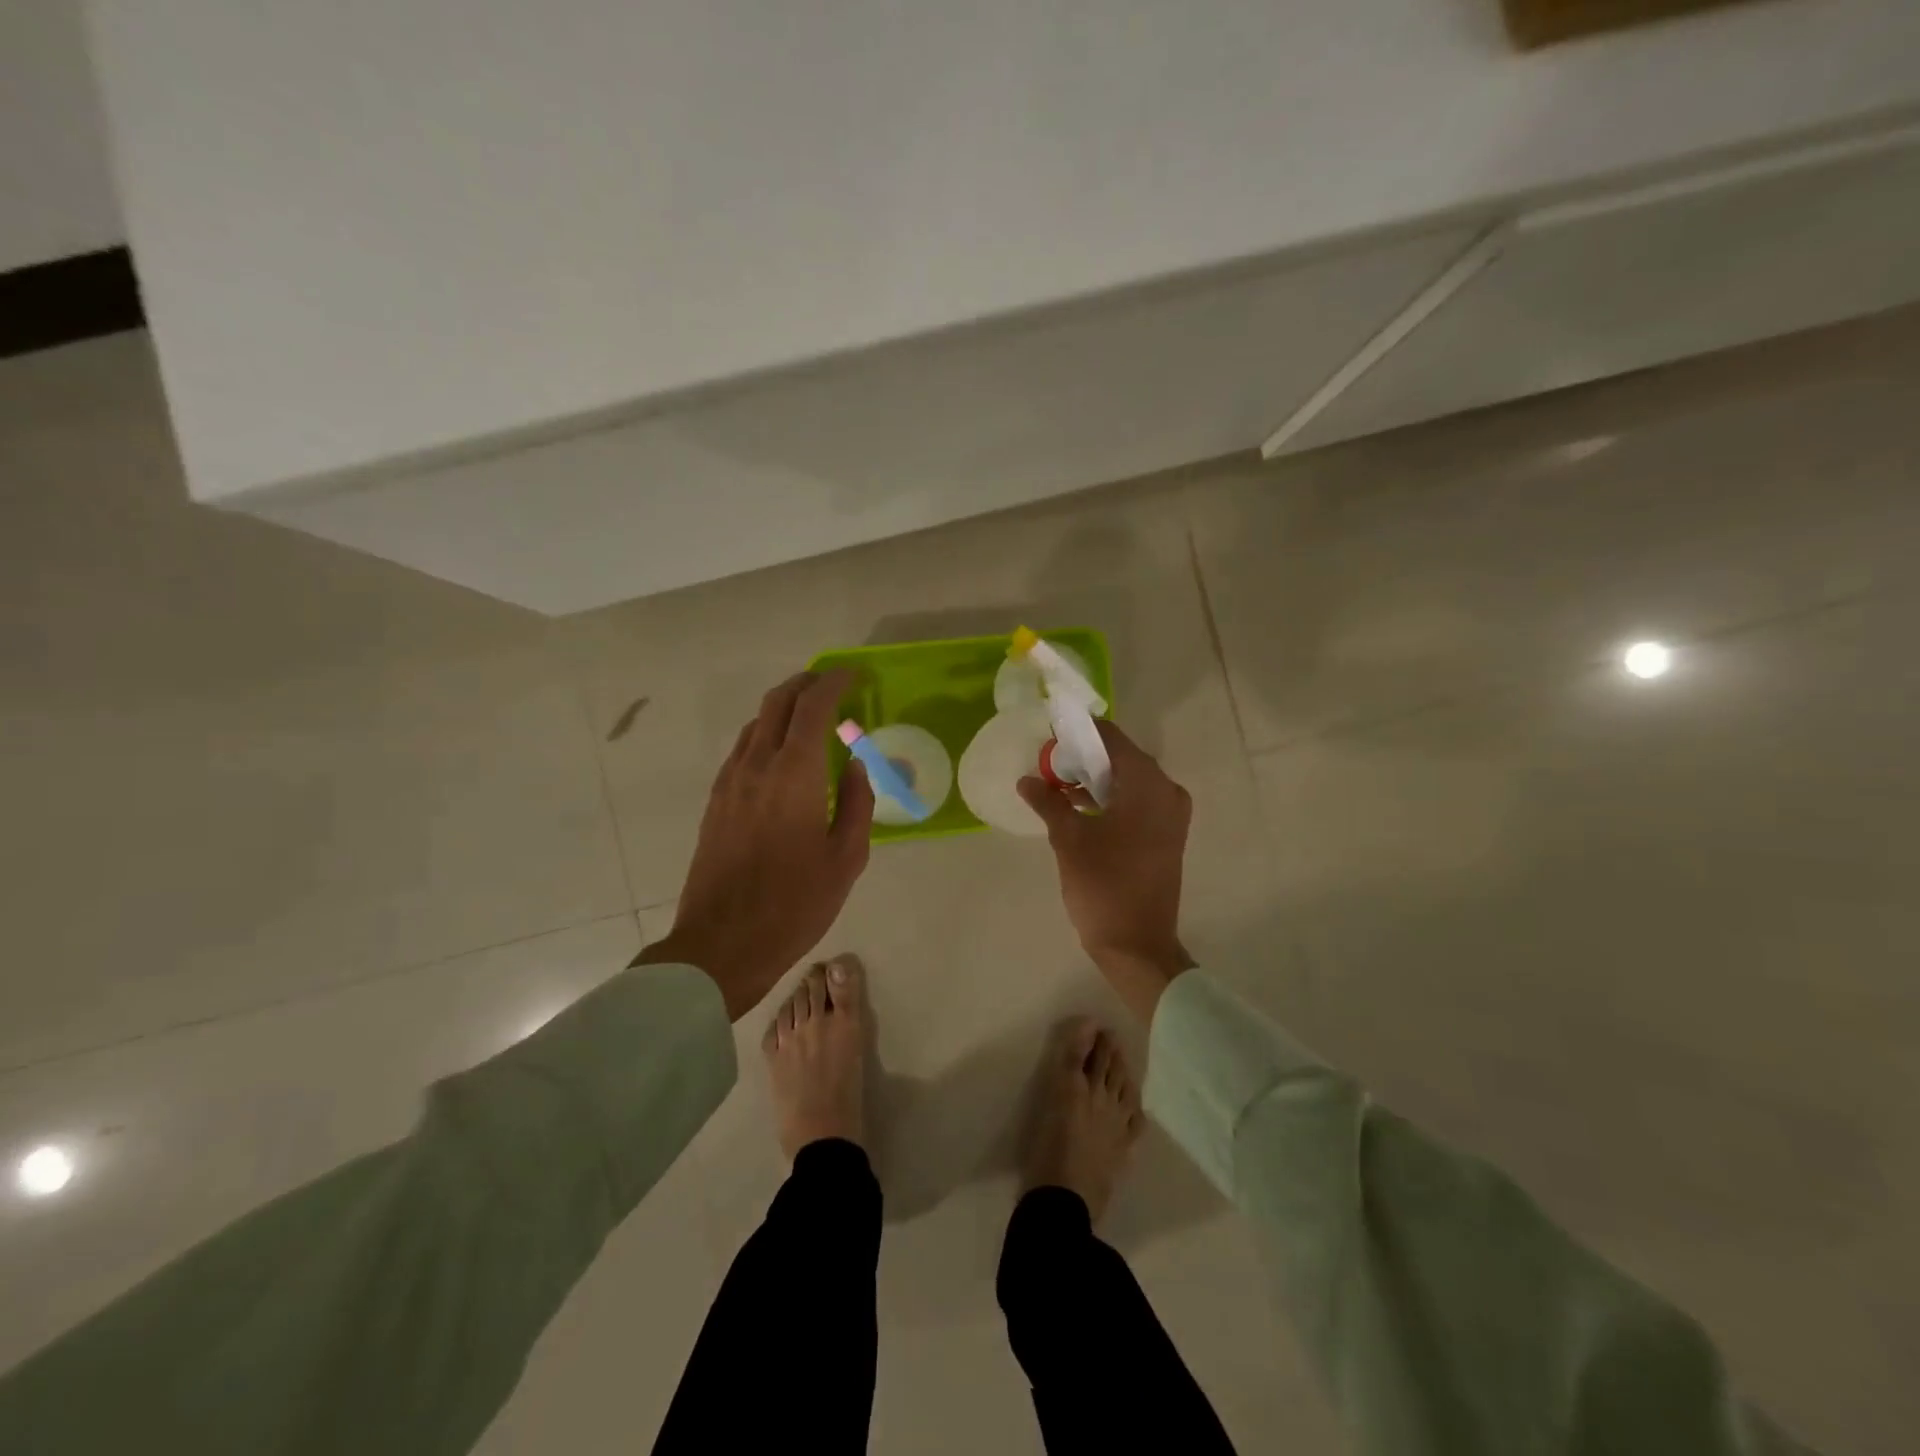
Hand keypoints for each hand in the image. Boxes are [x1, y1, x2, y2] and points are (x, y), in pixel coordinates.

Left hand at [636, 670, 872, 1020]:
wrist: (723, 943)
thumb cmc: (795, 904)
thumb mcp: (846, 858)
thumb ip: (856, 803)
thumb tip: (854, 765)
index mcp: (795, 775)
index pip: (813, 707)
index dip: (835, 682)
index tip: (855, 675)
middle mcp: (757, 765)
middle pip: (777, 702)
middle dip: (806, 683)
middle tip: (833, 684)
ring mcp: (730, 781)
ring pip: (756, 723)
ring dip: (784, 707)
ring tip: (811, 716)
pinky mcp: (716, 800)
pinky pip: (743, 749)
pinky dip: (767, 734)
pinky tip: (783, 756)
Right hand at [1019, 720, 1195, 1023]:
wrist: (1138, 945)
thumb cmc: (1103, 887)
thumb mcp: (1069, 840)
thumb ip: (1049, 802)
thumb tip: (1026, 779)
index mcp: (1147, 785)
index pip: (1112, 738)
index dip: (1081, 731)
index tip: (1051, 732)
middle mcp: (1167, 791)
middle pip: (1123, 758)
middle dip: (1086, 756)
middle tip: (1050, 761)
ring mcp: (1172, 815)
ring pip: (1131, 781)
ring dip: (1098, 779)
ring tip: (1059, 784)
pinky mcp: (1168, 835)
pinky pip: (1139, 801)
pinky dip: (1113, 798)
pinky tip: (1081, 807)